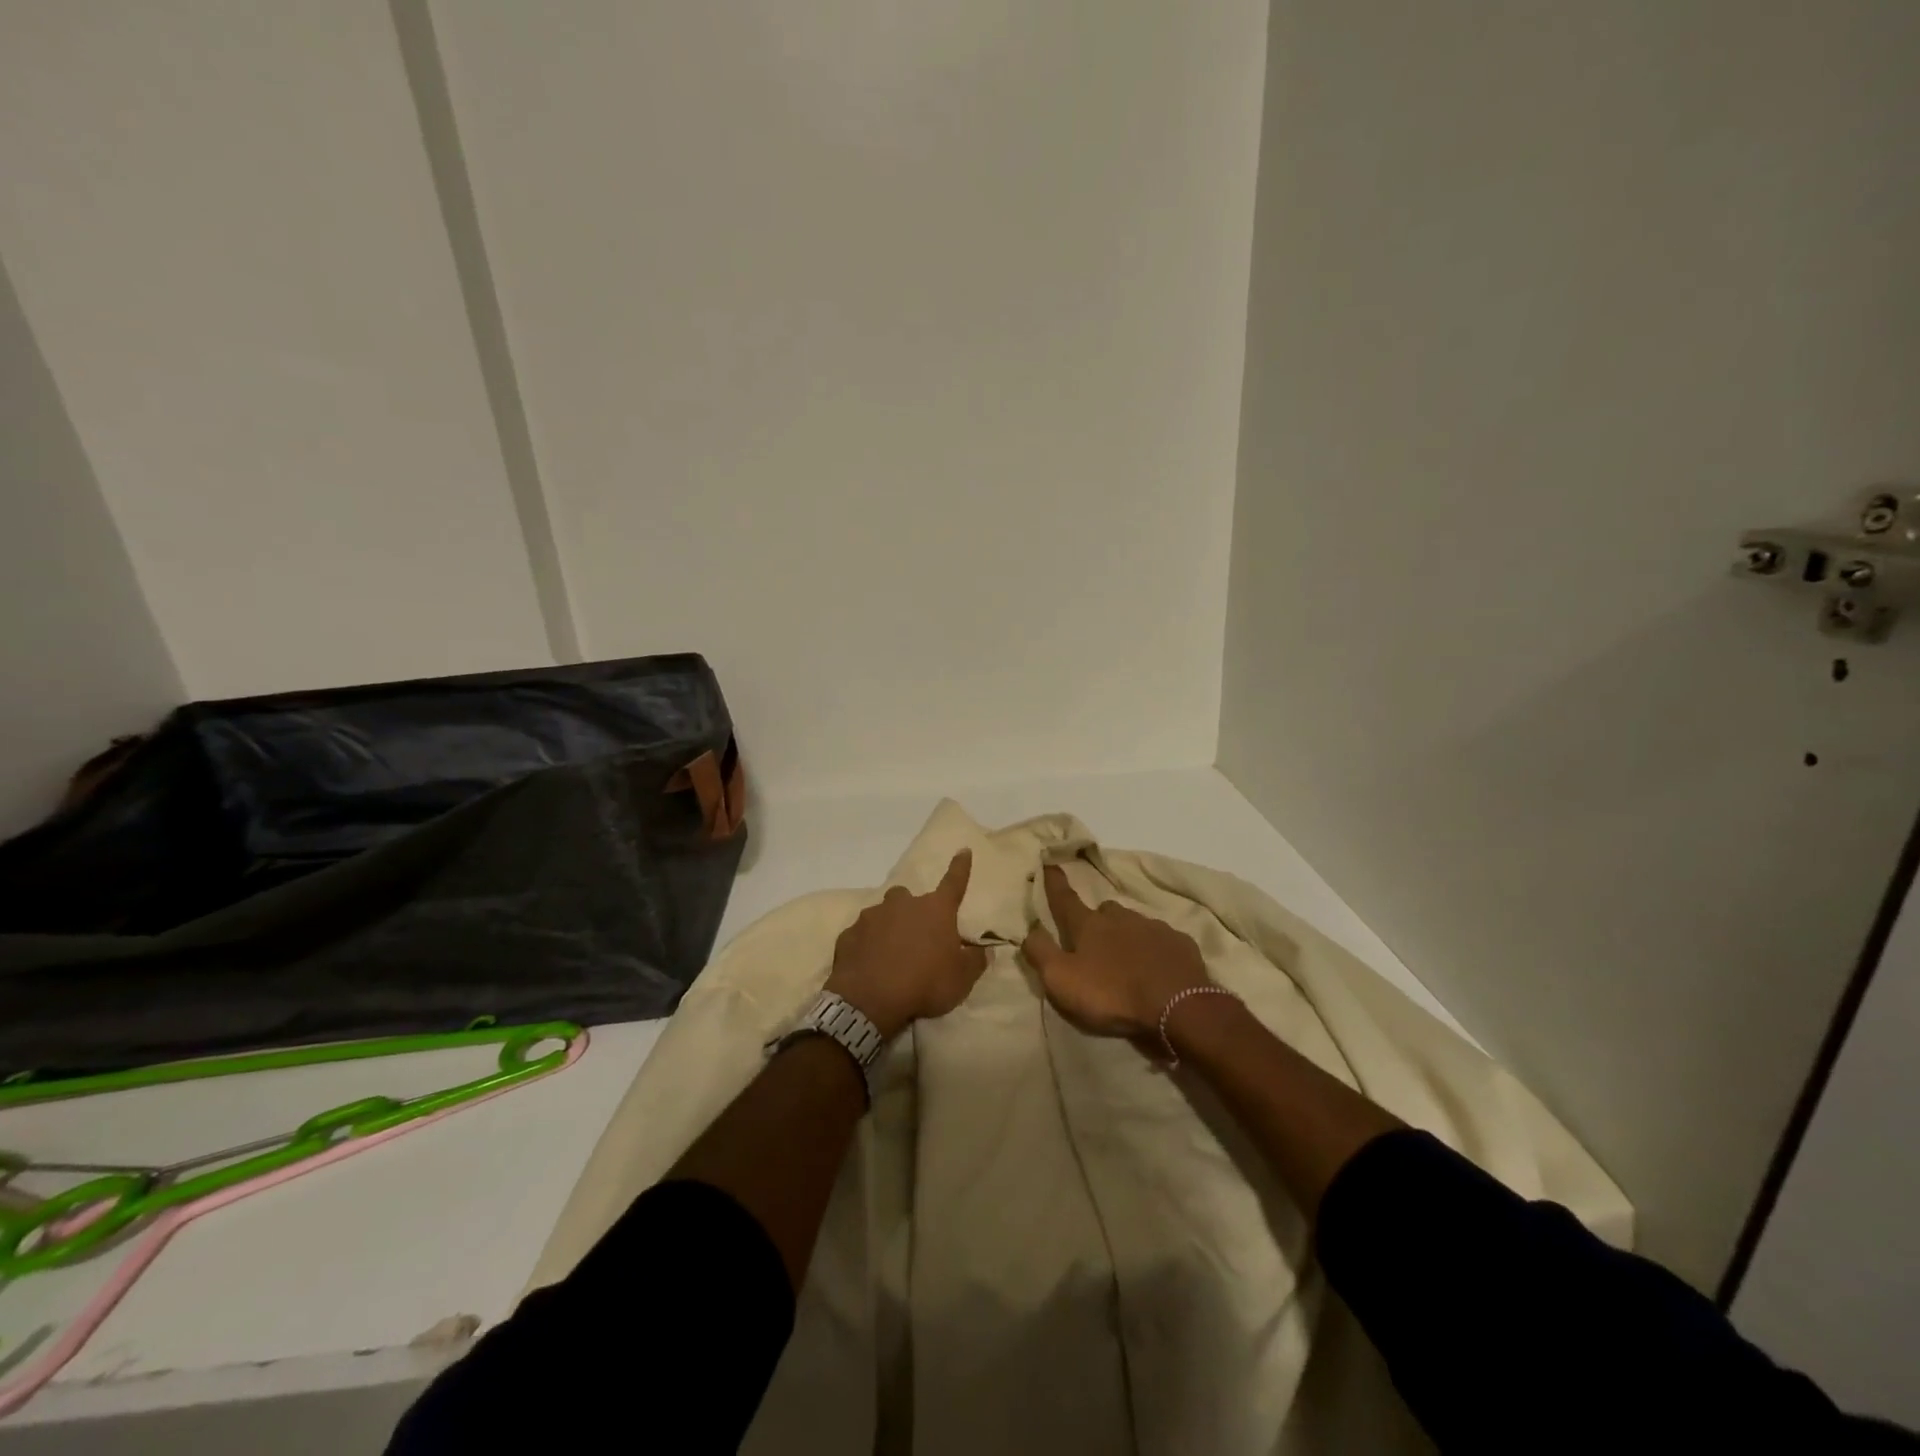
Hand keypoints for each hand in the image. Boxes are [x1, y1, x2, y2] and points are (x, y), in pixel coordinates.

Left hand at [824, 851, 988, 1038]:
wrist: (870, 999)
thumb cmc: (925, 983)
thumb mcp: (961, 979)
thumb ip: (975, 961)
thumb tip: (984, 949)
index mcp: (935, 910)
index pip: (954, 882)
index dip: (960, 867)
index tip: (963, 850)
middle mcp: (902, 904)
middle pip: (908, 898)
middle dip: (912, 911)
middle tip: (915, 936)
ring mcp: (871, 917)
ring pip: (882, 914)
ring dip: (887, 928)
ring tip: (889, 954)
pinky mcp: (848, 934)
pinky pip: (861, 935)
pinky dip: (866, 945)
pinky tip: (868, 964)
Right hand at [1022, 863, 1211, 1038]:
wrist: (1176, 1007)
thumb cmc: (1112, 994)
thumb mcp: (1061, 980)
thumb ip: (1040, 953)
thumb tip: (1030, 929)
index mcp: (1088, 925)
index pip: (1065, 899)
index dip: (1054, 883)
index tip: (1050, 863)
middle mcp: (1120, 917)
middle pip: (1103, 911)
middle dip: (1097, 920)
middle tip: (1094, 942)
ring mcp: (1153, 927)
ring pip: (1133, 923)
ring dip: (1126, 935)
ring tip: (1126, 959)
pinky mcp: (1180, 943)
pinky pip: (1161, 939)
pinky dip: (1154, 949)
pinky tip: (1156, 967)